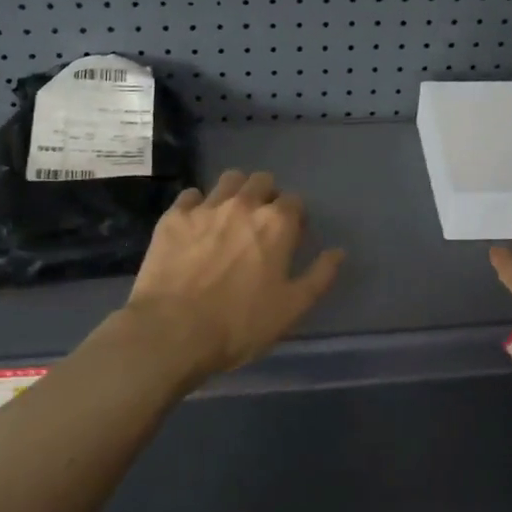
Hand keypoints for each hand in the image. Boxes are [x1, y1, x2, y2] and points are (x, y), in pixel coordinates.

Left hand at [119, 169, 344, 384]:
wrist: (172, 331)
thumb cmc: (239, 324)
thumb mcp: (291, 309)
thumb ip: (319, 276)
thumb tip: (338, 251)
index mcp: (276, 224)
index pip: (294, 201)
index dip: (295, 217)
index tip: (290, 236)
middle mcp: (243, 205)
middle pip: (261, 181)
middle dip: (266, 195)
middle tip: (260, 223)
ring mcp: (206, 207)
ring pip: (228, 180)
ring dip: (235, 192)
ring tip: (230, 217)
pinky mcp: (173, 217)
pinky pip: (191, 196)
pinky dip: (197, 205)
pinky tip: (195, 225)